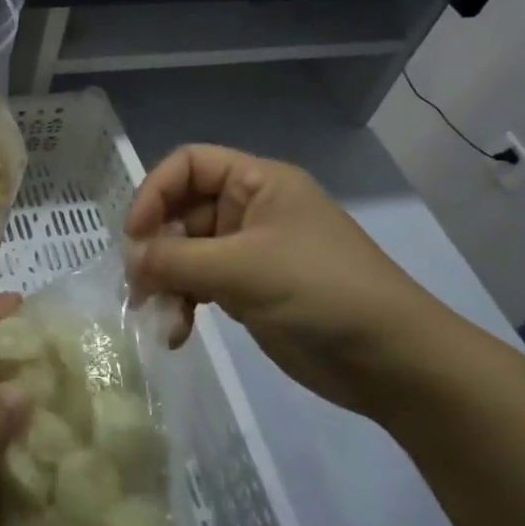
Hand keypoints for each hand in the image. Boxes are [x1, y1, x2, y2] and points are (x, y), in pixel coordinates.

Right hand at [125, 145, 458, 414]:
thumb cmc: (321, 291)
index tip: (134, 234)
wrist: (394, 361)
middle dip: (157, 245)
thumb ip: (178, 260)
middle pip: (183, 210)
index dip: (155, 191)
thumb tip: (130, 261)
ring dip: (166, 280)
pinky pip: (201, 286)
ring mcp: (249, 252)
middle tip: (137, 283)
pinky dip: (184, 304)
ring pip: (187, 252)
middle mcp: (250, 209)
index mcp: (257, 182)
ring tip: (155, 314)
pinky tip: (177, 334)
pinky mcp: (250, 291)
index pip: (189, 164)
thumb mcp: (245, 269)